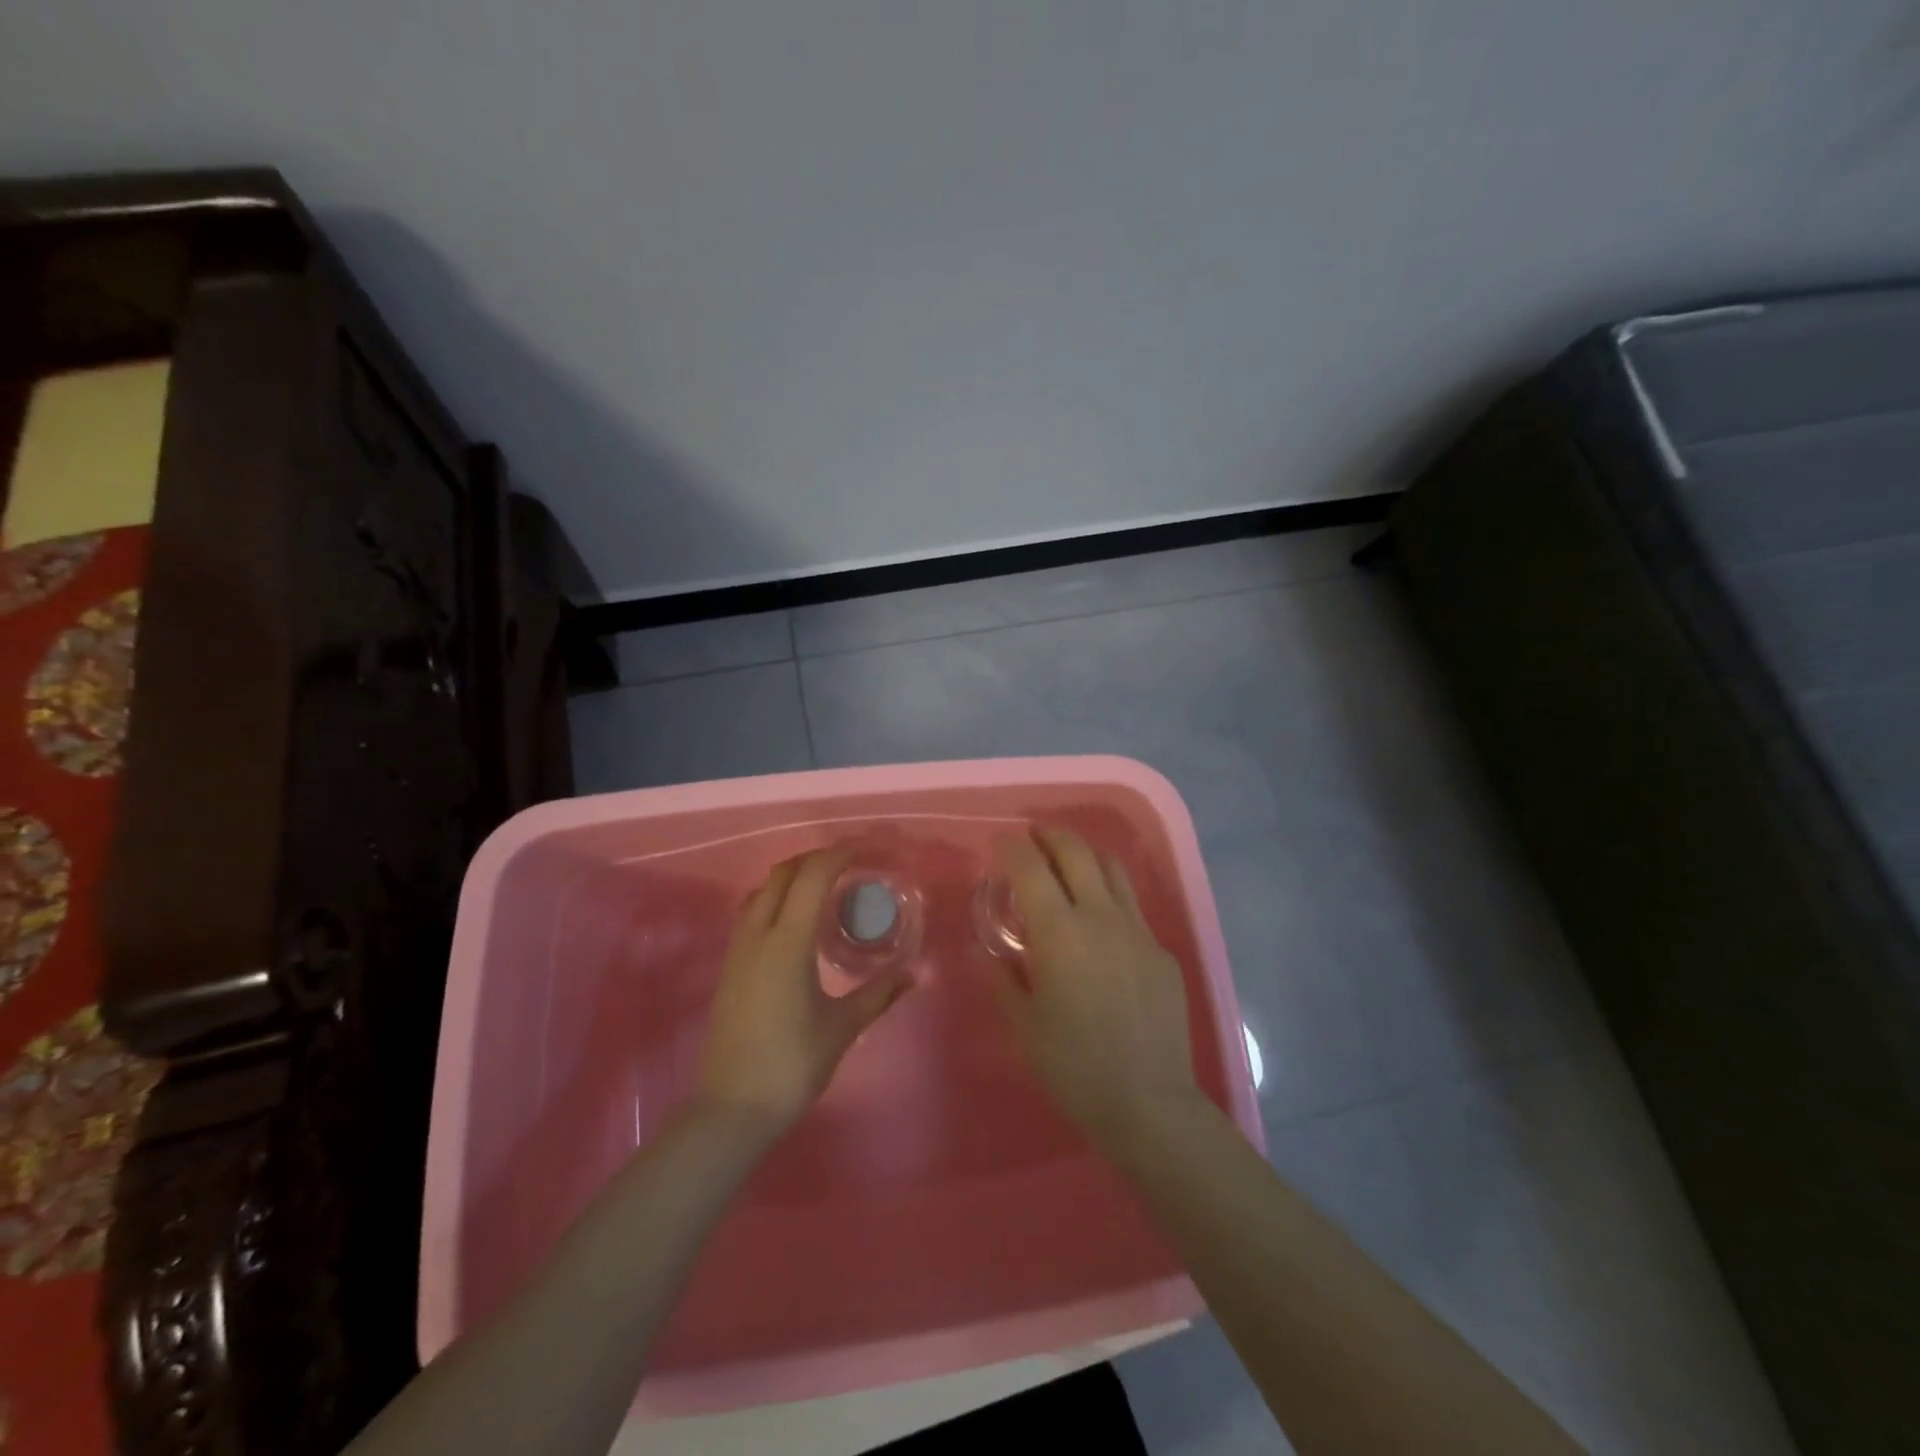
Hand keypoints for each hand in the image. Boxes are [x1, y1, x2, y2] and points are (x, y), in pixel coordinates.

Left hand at [698, 846, 913, 1134]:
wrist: (732, 1108)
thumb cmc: (791, 1066)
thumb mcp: (842, 1027)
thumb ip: (879, 993)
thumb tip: (916, 972)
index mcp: (786, 942)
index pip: (813, 876)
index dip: (841, 853)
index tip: (870, 849)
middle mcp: (757, 934)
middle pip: (784, 872)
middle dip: (819, 858)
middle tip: (853, 865)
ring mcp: (738, 948)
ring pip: (764, 888)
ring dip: (795, 876)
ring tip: (828, 887)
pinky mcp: (730, 964)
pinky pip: (753, 909)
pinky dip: (778, 896)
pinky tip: (799, 920)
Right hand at [988, 826, 1200, 1158]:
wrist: (1150, 1104)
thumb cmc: (1075, 1068)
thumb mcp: (1025, 1026)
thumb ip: (1003, 980)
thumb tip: (987, 953)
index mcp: (1060, 933)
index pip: (1031, 867)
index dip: (1012, 847)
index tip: (1000, 842)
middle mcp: (1101, 917)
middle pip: (1076, 852)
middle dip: (1050, 835)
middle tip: (1033, 837)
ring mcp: (1138, 930)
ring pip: (1113, 869)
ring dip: (1085, 855)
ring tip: (1068, 862)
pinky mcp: (1162, 950)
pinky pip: (1133, 907)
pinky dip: (1109, 895)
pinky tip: (1100, 923)